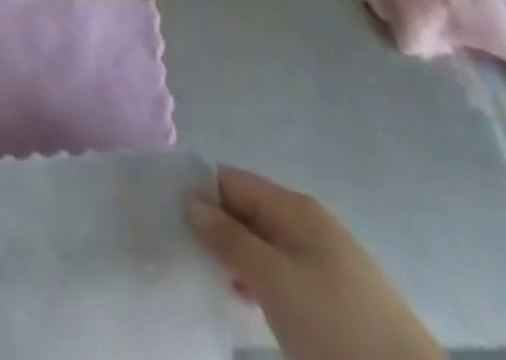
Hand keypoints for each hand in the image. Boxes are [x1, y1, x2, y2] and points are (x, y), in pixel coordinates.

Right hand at [186, 168, 441, 359]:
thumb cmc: (336, 326)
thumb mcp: (273, 280)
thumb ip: (227, 236)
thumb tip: (188, 198)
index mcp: (293, 206)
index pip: (229, 179)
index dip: (198, 192)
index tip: (169, 217)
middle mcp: (308, 221)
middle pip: (245, 209)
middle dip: (214, 227)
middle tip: (183, 251)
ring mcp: (325, 258)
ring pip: (262, 242)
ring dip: (235, 256)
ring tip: (210, 279)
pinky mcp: (335, 293)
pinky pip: (282, 269)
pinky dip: (259, 279)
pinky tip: (247, 301)